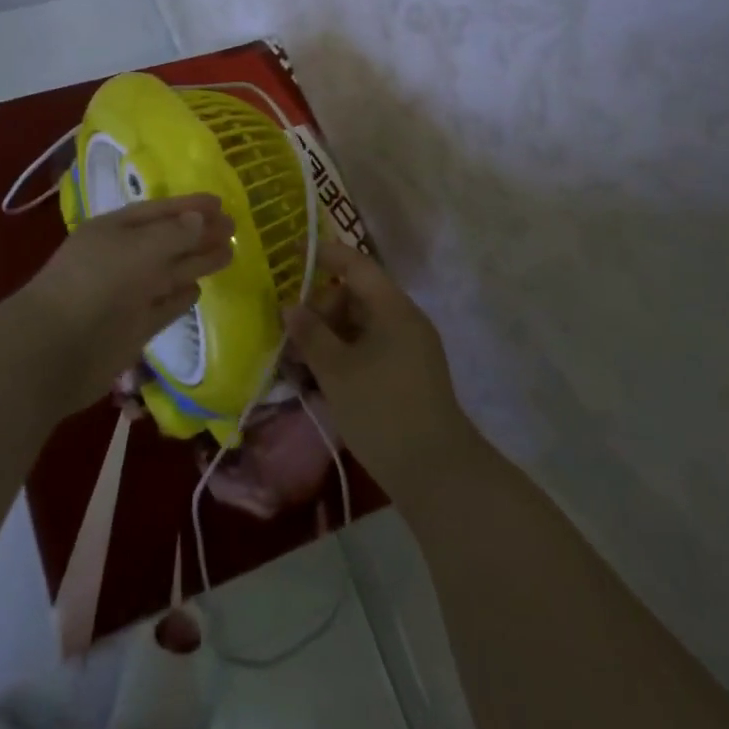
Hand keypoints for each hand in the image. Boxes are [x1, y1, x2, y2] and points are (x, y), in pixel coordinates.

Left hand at [12, 194, 233, 411]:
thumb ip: (173, 234)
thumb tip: (201, 220)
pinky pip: (163, 306)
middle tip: (234, 227)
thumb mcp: (138, 249)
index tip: (221, 203)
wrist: (55, 350)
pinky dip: (180, 297)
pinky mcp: (133, 328)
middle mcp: (122, 258)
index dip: (189, 206)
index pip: (159, 211)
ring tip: (229, 252)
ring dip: (197, 262)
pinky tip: (198, 289)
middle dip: (199, 233)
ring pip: (169, 272)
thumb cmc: (96, 284)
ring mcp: (127, 294)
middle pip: (168, 241)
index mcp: (115, 230)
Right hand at [284, 238, 476, 503]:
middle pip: (356, 296)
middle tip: (291, 332)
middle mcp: (404, 320)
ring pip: (360, 325)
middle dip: (320, 308)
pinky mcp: (408, 375)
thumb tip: (290, 307)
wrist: (438, 474)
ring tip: (299, 361)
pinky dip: (344, 354)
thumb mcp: (337, 371)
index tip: (292, 254)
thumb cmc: (383, 411)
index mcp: (392, 308)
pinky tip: (321, 378)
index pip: (356, 265)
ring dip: (329, 335)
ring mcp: (409, 348)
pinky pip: (369, 348)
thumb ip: (311, 335)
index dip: (324, 255)